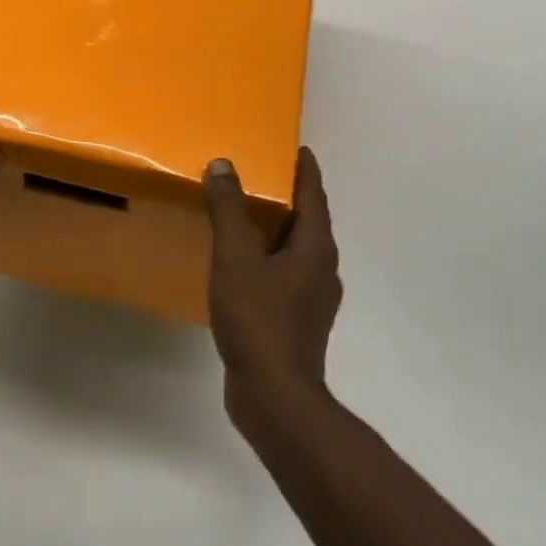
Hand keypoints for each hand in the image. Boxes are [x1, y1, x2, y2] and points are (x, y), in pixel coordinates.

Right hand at [203, 148, 340, 424]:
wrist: (275, 397)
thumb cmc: (259, 320)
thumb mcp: (236, 258)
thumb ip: (229, 211)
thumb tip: (223, 165)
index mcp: (315, 249)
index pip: (314, 196)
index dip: (305, 170)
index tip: (298, 148)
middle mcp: (322, 269)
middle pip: (309, 222)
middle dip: (290, 197)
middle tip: (263, 175)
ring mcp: (312, 299)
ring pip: (297, 251)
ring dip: (277, 229)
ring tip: (248, 214)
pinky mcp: (298, 321)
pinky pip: (285, 275)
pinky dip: (268, 258)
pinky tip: (243, 264)